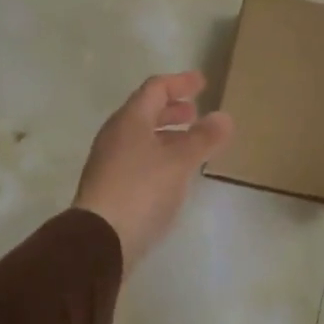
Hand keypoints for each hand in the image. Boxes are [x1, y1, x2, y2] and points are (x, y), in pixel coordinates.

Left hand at [73, 72, 233, 277]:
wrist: (100, 241)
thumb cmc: (142, 190)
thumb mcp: (180, 162)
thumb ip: (203, 138)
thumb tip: (224, 116)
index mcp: (130, 120)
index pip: (155, 88)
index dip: (179, 83)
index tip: (202, 83)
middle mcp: (116, 135)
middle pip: (145, 112)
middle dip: (172, 109)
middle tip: (196, 112)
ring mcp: (109, 162)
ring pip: (142, 137)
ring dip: (167, 134)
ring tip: (191, 143)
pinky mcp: (110, 187)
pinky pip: (138, 158)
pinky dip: (160, 154)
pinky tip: (174, 172)